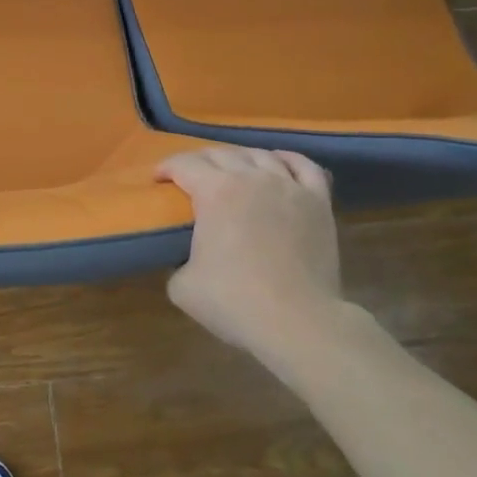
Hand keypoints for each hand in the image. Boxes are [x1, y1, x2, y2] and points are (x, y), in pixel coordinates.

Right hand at [158, 147, 344, 365]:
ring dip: (238, 157)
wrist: (297, 322)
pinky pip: (303, 166)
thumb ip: (178, 260)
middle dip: (198, 161)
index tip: (158, 180)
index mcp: (215, 192)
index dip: (166, 168)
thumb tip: (187, 257)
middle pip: (220, 154)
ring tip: (231, 170)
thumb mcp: (181, 285)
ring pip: (260, 154)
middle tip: (189, 178)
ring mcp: (289, 186)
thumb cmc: (234, 301)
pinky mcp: (318, 202)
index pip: (184, 164)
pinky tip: (277, 163)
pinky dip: (286, 159)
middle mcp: (252, 178)